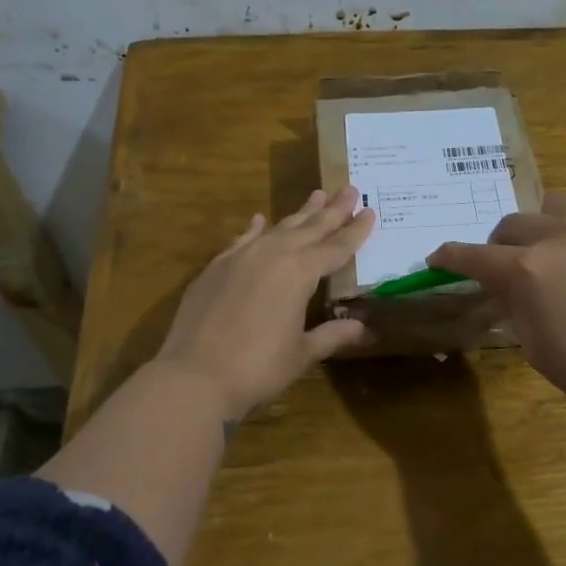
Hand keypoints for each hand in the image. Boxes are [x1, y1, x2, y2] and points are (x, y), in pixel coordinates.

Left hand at [153, 185, 375, 422]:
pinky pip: (242, 239)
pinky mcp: (215, 267)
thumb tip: (366, 329)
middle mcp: (272, 254)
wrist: (195, 376)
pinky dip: (255, 229)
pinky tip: (260, 220)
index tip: (370, 211)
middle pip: (309, 228)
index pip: (336, 247)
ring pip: (277, 228)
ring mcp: (240, 257)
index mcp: (300, 272)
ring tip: (316, 196)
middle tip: (350, 189)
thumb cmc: (258, 368)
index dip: (355, 231)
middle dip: (332, 211)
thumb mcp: (303, 353)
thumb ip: (333, 335)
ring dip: (299, 214)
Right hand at [428, 175, 565, 427]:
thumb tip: (507, 290)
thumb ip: (515, 310)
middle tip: (511, 268)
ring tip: (560, 245)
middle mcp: (559, 234)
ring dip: (547, 223)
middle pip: (512, 224)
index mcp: (527, 270)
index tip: (438, 258)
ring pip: (558, 202)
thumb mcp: (539, 352)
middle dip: (501, 246)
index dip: (450, 257)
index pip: (472, 256)